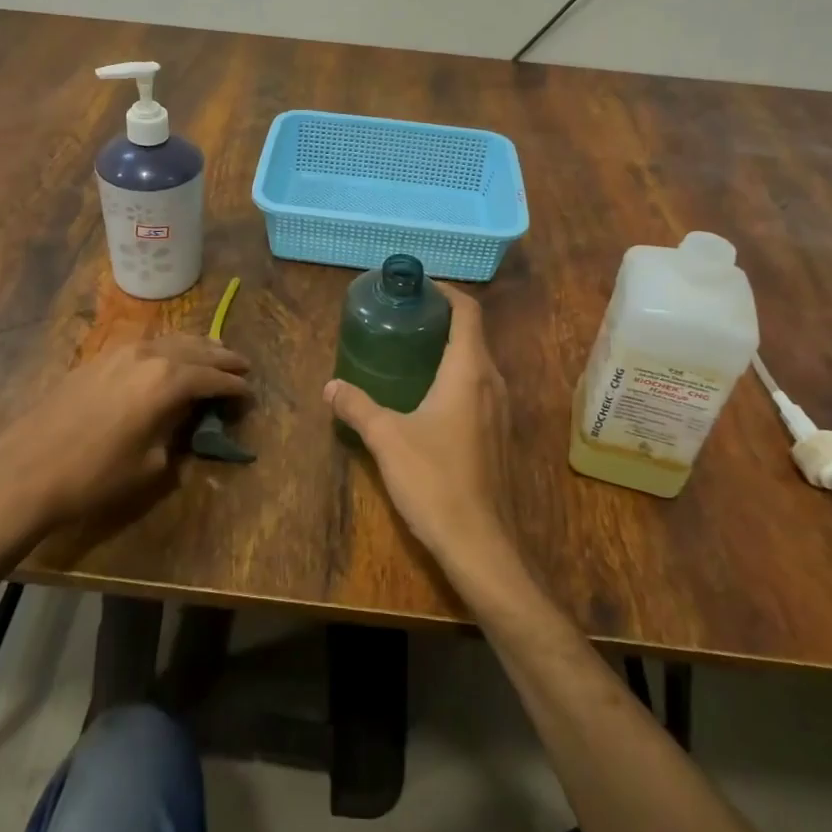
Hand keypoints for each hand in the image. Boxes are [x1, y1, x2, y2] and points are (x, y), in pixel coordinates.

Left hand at [0, 335, 249, 536]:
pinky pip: (146, 344)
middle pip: (196, 349)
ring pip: (170, 340)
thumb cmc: (96, 475)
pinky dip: (168, 347)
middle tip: (242, 365)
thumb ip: (176, 435)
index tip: (250, 393)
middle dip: (222, 357)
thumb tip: (184, 421)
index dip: (235, 387)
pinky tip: (169, 357)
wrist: (26, 470)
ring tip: (213, 353)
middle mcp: (149, 355)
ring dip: (196, 346)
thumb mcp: (150, 464)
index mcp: (168, 380)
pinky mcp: (98, 358)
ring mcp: (121, 352)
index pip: (213, 378)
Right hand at [325, 284, 513, 570]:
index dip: (446, 293)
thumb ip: (357, 406)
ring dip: (450, 350)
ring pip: (478, 363)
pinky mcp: (499, 435)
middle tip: (404, 319)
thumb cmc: (434, 479)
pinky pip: (479, 389)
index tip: (418, 288)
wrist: (479, 543)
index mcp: (469, 371)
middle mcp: (492, 382)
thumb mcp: (386, 438)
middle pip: (473, 334)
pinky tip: (427, 397)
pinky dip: (457, 377)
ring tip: (411, 352)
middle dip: (442, 321)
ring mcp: (500, 410)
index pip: (468, 312)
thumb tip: (331, 386)